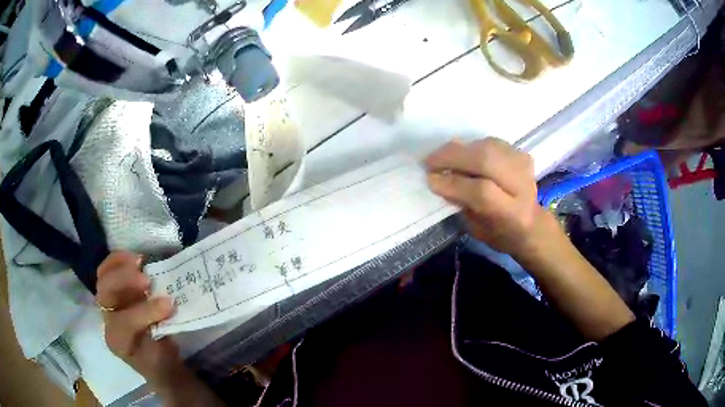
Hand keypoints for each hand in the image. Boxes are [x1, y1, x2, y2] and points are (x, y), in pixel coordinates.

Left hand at [96, 252, 181, 386]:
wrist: (154, 360)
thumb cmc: (161, 358)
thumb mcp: (164, 354)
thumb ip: (163, 331)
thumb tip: (170, 303)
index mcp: (120, 342)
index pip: (125, 323)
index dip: (145, 312)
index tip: (168, 304)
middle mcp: (108, 322)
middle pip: (106, 295)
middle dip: (125, 282)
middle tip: (148, 279)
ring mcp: (106, 306)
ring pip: (103, 279)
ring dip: (121, 267)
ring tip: (141, 262)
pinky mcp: (110, 293)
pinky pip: (107, 271)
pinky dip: (118, 261)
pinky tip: (135, 258)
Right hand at [425, 138, 555, 257]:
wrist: (530, 223)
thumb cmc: (499, 232)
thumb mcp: (476, 228)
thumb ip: (461, 202)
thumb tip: (439, 176)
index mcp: (513, 214)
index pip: (483, 192)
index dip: (454, 183)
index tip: (430, 179)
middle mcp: (523, 186)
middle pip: (487, 160)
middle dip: (453, 157)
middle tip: (430, 161)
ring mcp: (524, 165)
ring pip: (488, 146)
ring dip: (461, 150)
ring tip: (443, 157)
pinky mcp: (521, 153)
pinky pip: (491, 143)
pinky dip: (472, 146)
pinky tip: (462, 155)